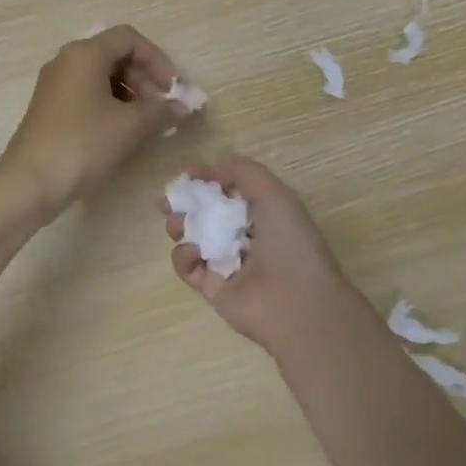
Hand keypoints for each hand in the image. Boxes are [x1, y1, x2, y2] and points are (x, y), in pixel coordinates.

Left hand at [0, 26, 181, 221]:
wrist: (30, 182)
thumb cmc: (83, 144)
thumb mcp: (130, 126)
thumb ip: (161, 111)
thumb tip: (181, 107)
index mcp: (85, 54)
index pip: (130, 39)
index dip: (158, 60)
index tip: (172, 90)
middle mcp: (67, 61)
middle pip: (115, 55)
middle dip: (145, 78)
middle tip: (162, 109)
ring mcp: (55, 84)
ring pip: (101, 76)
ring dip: (130, 93)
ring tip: (146, 123)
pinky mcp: (50, 107)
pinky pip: (87, 94)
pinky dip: (110, 105)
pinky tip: (122, 131)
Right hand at [163, 155, 373, 356]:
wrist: (295, 302)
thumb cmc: (289, 241)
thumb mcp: (273, 194)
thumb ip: (243, 172)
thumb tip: (216, 163)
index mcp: (264, 212)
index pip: (229, 189)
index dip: (208, 177)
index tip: (186, 172)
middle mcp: (244, 235)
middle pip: (206, 211)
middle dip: (185, 201)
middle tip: (170, 200)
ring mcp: (226, 261)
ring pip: (192, 236)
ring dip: (180, 224)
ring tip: (177, 224)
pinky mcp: (210, 286)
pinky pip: (187, 265)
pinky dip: (185, 255)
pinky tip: (195, 252)